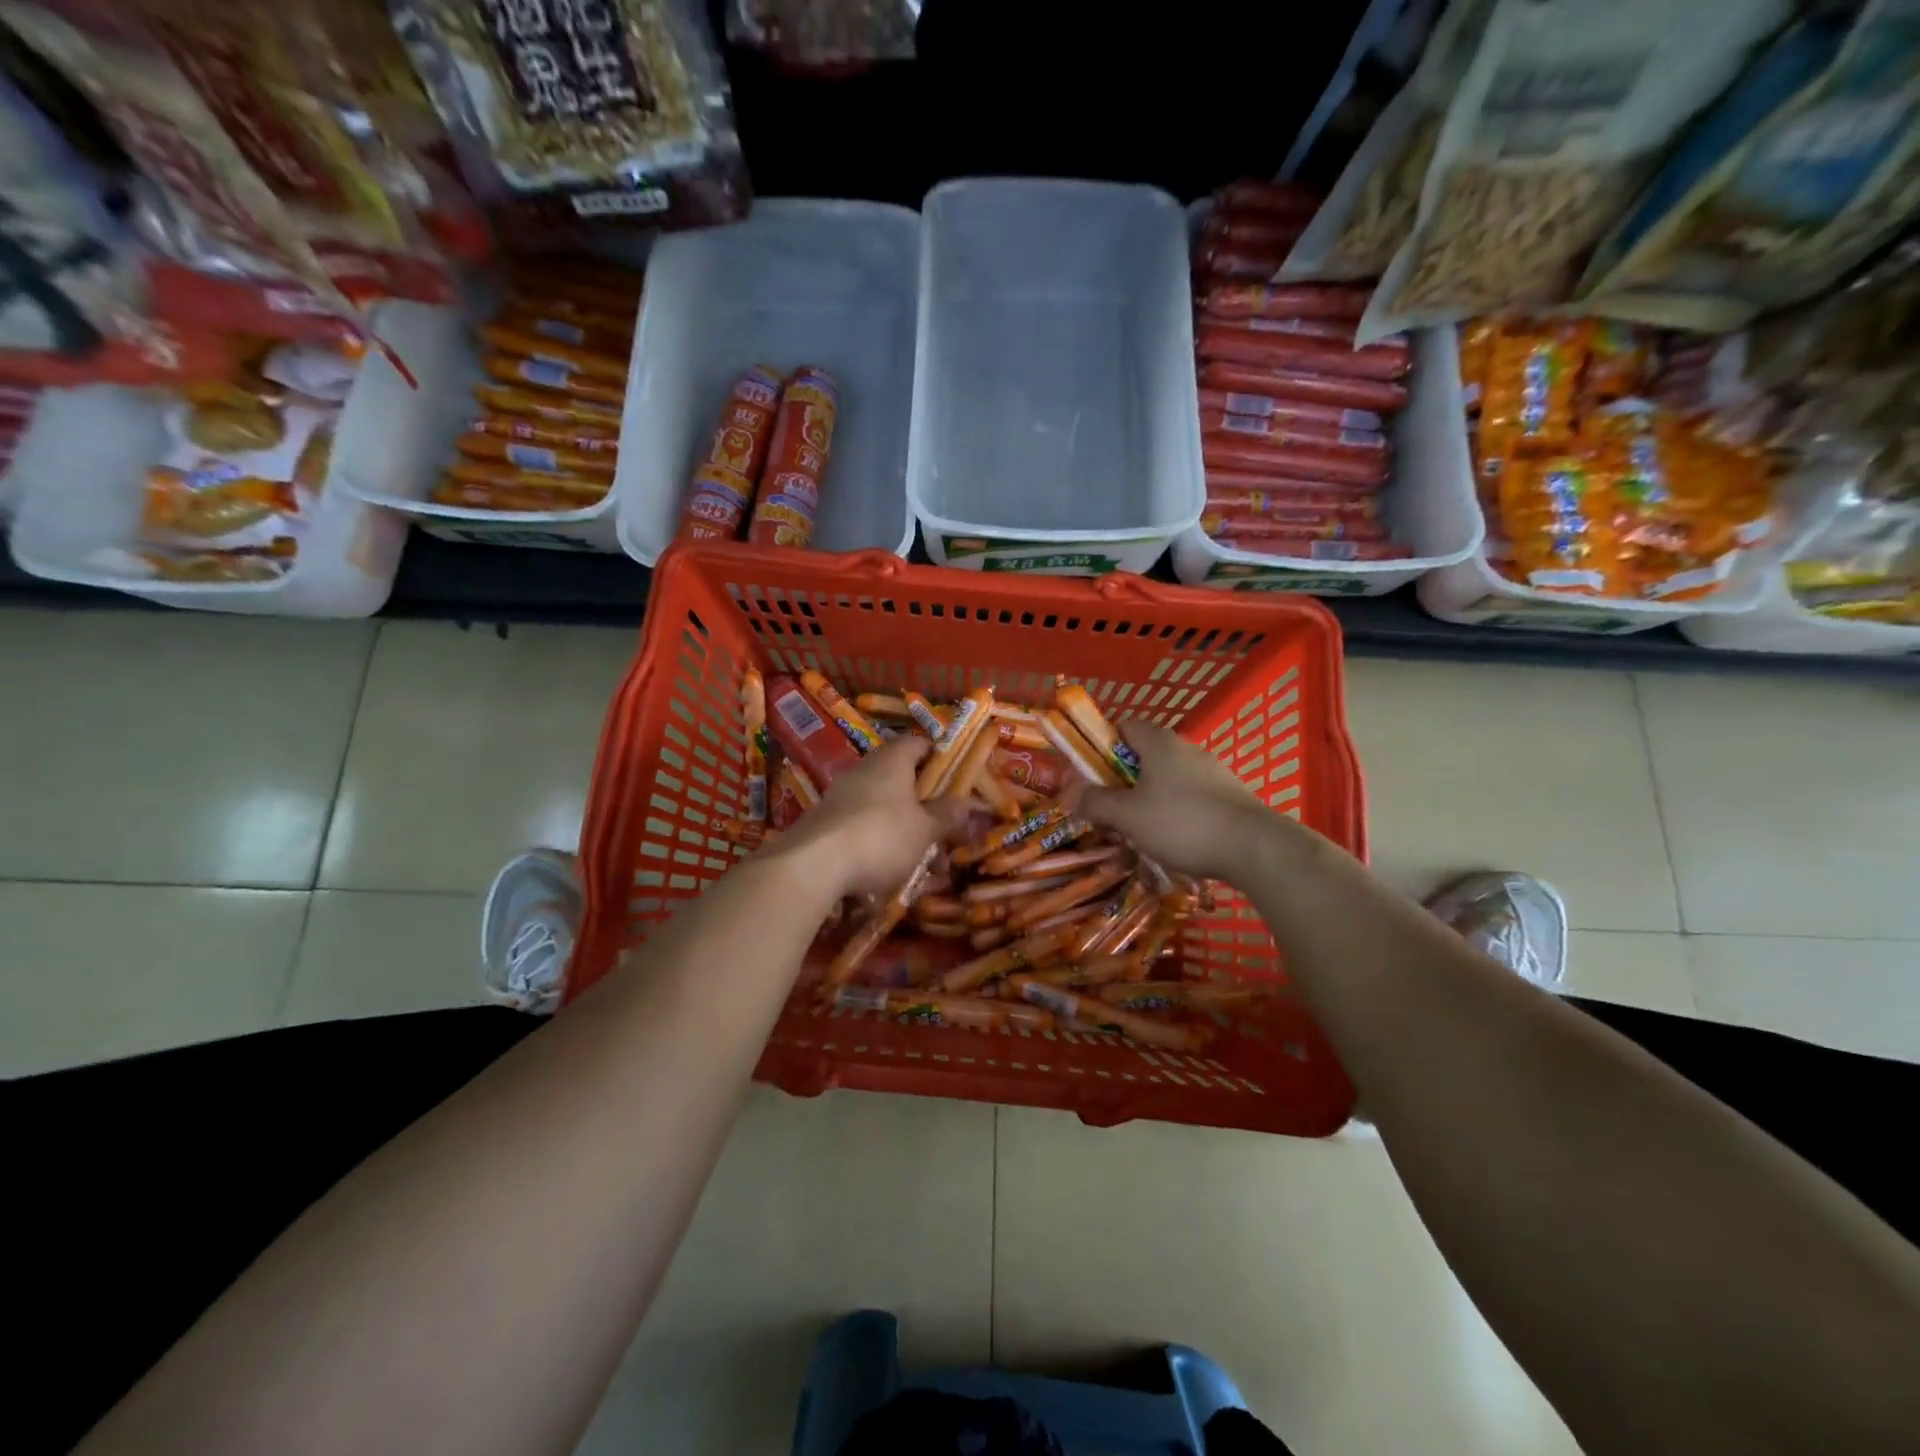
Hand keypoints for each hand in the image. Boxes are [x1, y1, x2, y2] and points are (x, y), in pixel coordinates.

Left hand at [772, 737, 968, 899]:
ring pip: (884, 808)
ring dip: (906, 831)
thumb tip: (967, 804)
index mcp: (892, 760)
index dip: (940, 757)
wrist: (812, 865)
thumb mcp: (925, 830)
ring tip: (926, 865)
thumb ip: (947, 816)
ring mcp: (841, 796)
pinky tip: (891, 874)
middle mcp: (864, 770)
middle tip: (946, 830)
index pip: (919, 743)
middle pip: (902, 778)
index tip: (957, 778)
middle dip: (926, 805)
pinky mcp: (825, 823)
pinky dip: (880, 845)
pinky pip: (862, 828)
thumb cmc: (881, 836)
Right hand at [1067, 721, 1270, 882]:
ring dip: (1149, 799)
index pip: (1124, 725)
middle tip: (1110, 809)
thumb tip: (1069, 793)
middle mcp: (1187, 749)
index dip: (1103, 745)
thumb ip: (1095, 802)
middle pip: (1144, 755)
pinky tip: (1174, 841)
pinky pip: (1191, 798)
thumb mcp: (1128, 816)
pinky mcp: (1229, 796)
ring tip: (1140, 832)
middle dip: (1123, 780)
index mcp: (1159, 743)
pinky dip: (1176, 813)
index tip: (1092, 775)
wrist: (1255, 848)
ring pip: (1168, 779)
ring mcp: (1213, 772)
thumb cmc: (1182, 823)